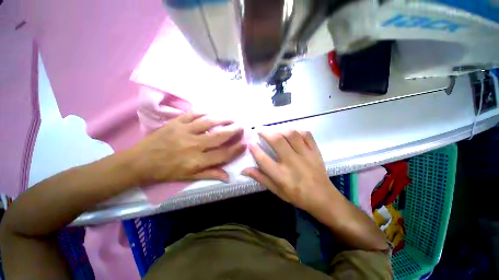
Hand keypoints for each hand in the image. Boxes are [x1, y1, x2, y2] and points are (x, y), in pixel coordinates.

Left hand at [129, 113, 245, 184]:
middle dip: (233, 131)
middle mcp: (193, 145)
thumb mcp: (189, 178)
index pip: (223, 155)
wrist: (140, 162)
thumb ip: (210, 174)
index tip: (244, 144)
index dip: (236, 149)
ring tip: (231, 118)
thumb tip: (228, 176)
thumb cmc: (166, 171)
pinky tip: (211, 114)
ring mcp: (184, 131)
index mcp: (197, 161)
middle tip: (242, 127)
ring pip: (208, 123)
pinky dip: (204, 113)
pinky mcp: (175, 123)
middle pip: (219, 136)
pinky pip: (193, 115)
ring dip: (222, 120)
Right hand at [242, 130, 339, 214]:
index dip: (254, 149)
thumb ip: (260, 178)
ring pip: (291, 134)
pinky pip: (306, 134)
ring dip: (279, 129)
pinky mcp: (315, 151)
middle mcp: (292, 162)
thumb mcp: (276, 190)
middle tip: (259, 129)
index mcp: (282, 175)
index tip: (250, 142)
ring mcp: (306, 155)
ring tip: (274, 130)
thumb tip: (244, 170)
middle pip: (277, 141)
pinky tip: (291, 133)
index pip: (263, 159)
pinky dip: (297, 130)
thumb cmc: (297, 196)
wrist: (323, 198)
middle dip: (265, 132)